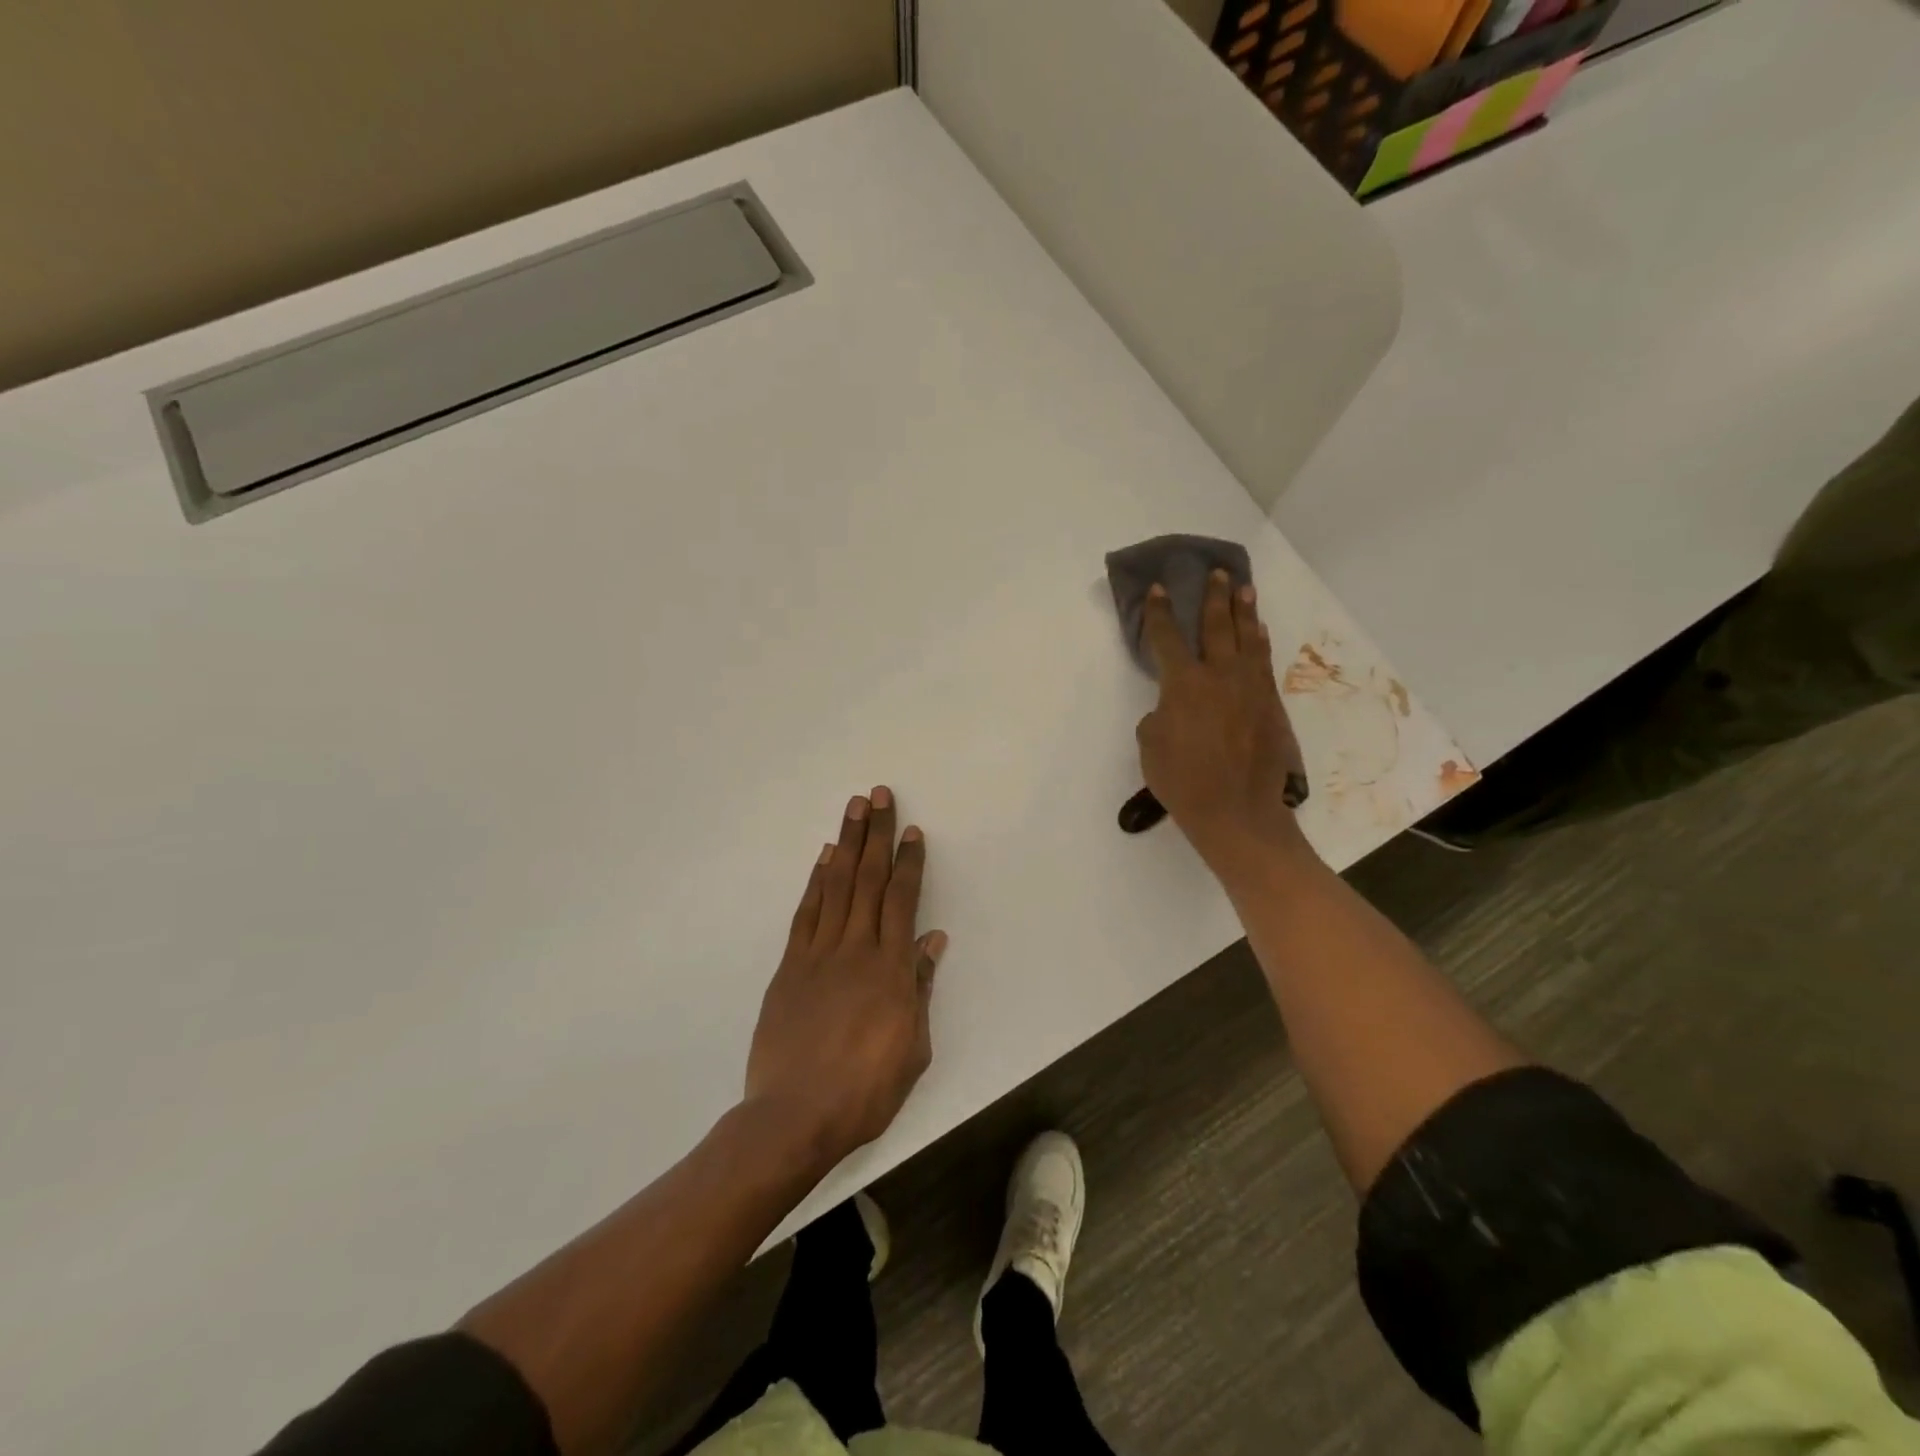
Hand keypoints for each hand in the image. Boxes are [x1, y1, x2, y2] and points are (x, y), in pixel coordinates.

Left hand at [744, 787, 947, 1169]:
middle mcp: (856, 949)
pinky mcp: (790, 967)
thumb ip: (920, 988)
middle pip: (869, 880)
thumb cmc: (866, 1089)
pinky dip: (816, 882)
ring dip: (846, 844)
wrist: (795, 1116)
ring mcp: (819, 954)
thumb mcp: (913, 1047)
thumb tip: (933, 940)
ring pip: (837, 886)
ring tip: (853, 809)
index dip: (909, 862)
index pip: (903, 900)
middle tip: (880, 796)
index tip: (913, 831)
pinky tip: (824, 859)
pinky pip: (806, 914)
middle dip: (877, 834)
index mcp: (891, 969)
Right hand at [1135, 571, 1310, 871]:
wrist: (1236, 811)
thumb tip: (1173, 707)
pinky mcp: (1270, 704)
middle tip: (1217, 573)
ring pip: (1247, 639)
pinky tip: (1259, 633)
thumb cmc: (1183, 781)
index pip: (1167, 638)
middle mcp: (1219, 676)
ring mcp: (1250, 688)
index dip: (1159, 612)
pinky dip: (1260, 643)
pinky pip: (1264, 662)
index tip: (1158, 589)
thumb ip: (1159, 715)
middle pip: (1216, 626)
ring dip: (1243, 612)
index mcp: (1183, 684)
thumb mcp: (1150, 746)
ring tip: (1244, 589)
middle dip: (1213, 598)